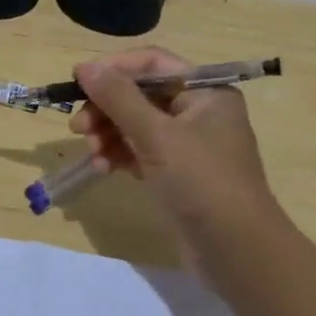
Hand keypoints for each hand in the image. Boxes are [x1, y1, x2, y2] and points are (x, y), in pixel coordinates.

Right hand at [69, 47, 285, 265]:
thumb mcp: (157, 135)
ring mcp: (189, 145)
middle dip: (107, 108)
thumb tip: (84, 66)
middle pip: (141, 94)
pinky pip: (141, 151)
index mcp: (205, 91)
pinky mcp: (178, 173)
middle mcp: (199, 111)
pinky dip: (120, 155)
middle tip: (78, 127)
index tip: (78, 82)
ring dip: (109, 133)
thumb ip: (118, 98)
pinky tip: (103, 167)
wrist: (237, 251)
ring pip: (137, 125)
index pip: (153, 63)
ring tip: (92, 151)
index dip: (114, 69)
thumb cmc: (202, 181)